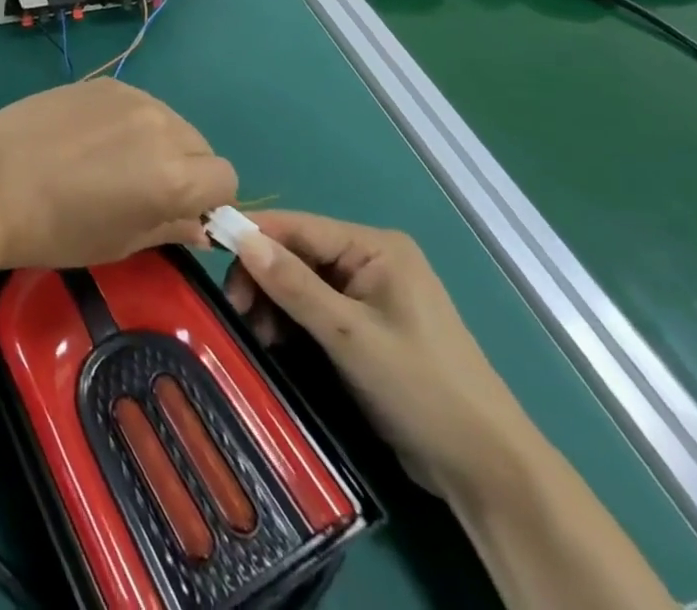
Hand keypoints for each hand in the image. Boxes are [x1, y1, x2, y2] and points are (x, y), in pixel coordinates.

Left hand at [0, 78, 236, 270]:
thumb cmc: (55, 229)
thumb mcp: (121, 243)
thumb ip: (170, 228)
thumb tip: (199, 225)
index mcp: (174, 174)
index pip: (225, 181)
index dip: (208, 203)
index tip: (179, 213)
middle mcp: (163, 126)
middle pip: (201, 147)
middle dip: (186, 170)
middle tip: (145, 190)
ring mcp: (132, 97)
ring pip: (171, 121)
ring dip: (159, 143)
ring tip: (114, 162)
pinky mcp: (104, 82)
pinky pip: (138, 105)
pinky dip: (131, 123)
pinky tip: (92, 139)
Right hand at [226, 212, 538, 505]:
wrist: (487, 470)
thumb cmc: (421, 388)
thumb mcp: (350, 335)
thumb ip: (294, 285)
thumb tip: (240, 236)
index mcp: (374, 246)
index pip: (299, 226)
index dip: (253, 236)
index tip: (210, 256)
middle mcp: (369, 259)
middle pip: (296, 254)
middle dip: (262, 280)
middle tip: (238, 316)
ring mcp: (368, 294)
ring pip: (300, 283)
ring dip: (272, 305)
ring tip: (256, 338)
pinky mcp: (364, 327)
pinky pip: (314, 310)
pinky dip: (290, 323)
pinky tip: (273, 344)